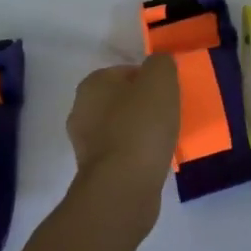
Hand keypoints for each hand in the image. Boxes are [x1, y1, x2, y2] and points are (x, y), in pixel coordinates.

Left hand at [65, 54, 180, 219]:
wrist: (123, 188)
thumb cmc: (140, 126)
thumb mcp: (160, 79)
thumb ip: (160, 63)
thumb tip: (159, 66)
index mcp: (92, 84)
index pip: (126, 71)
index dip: (151, 80)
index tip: (168, 94)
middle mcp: (81, 110)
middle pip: (123, 99)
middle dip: (144, 106)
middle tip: (169, 115)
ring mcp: (85, 144)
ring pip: (121, 127)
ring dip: (141, 131)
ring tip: (165, 140)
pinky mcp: (94, 171)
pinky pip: (122, 153)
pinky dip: (137, 154)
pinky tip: (154, 160)